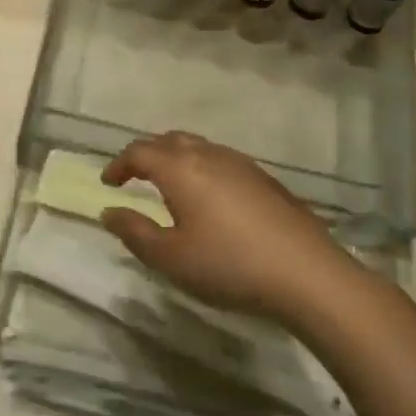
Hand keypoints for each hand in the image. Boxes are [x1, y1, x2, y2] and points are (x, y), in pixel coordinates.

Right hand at [99, 133, 360, 326]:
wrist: (308, 275)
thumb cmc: (228, 265)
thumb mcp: (170, 257)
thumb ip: (134, 232)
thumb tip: (108, 212)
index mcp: (181, 169)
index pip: (139, 152)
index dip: (119, 164)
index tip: (108, 183)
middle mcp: (210, 155)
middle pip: (169, 140)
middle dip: (146, 154)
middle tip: (134, 176)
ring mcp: (242, 164)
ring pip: (199, 147)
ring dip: (176, 158)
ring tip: (169, 184)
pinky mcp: (266, 180)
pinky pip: (222, 161)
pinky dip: (202, 168)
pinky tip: (210, 198)